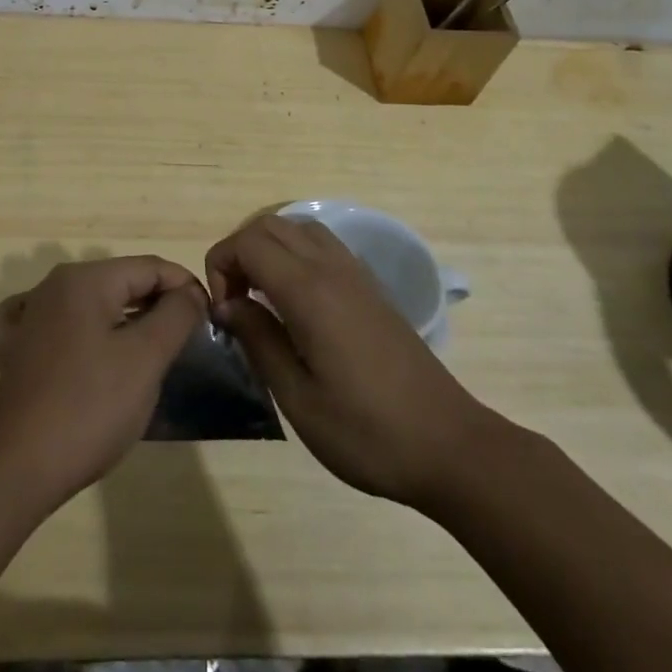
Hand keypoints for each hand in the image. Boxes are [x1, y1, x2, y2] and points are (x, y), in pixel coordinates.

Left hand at [0, 257, 207, 510]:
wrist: (18, 467)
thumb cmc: (90, 407)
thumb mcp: (146, 359)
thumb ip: (175, 315)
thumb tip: (189, 292)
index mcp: (84, 279)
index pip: (149, 267)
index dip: (184, 286)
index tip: (209, 316)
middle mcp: (52, 286)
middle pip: (119, 281)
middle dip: (156, 303)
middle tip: (186, 339)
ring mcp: (27, 317)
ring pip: (89, 303)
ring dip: (122, 319)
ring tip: (150, 349)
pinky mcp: (13, 350)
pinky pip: (52, 324)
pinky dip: (76, 330)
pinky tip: (79, 344)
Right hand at [206, 214, 497, 506]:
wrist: (450, 446)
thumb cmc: (368, 432)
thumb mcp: (298, 400)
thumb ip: (259, 342)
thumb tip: (228, 306)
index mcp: (309, 291)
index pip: (248, 242)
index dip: (221, 266)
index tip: (223, 313)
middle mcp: (331, 268)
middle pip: (269, 225)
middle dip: (239, 253)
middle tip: (235, 304)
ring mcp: (355, 273)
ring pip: (298, 228)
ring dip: (268, 250)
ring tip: (261, 298)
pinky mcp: (371, 287)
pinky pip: (322, 245)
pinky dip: (295, 254)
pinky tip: (297, 302)